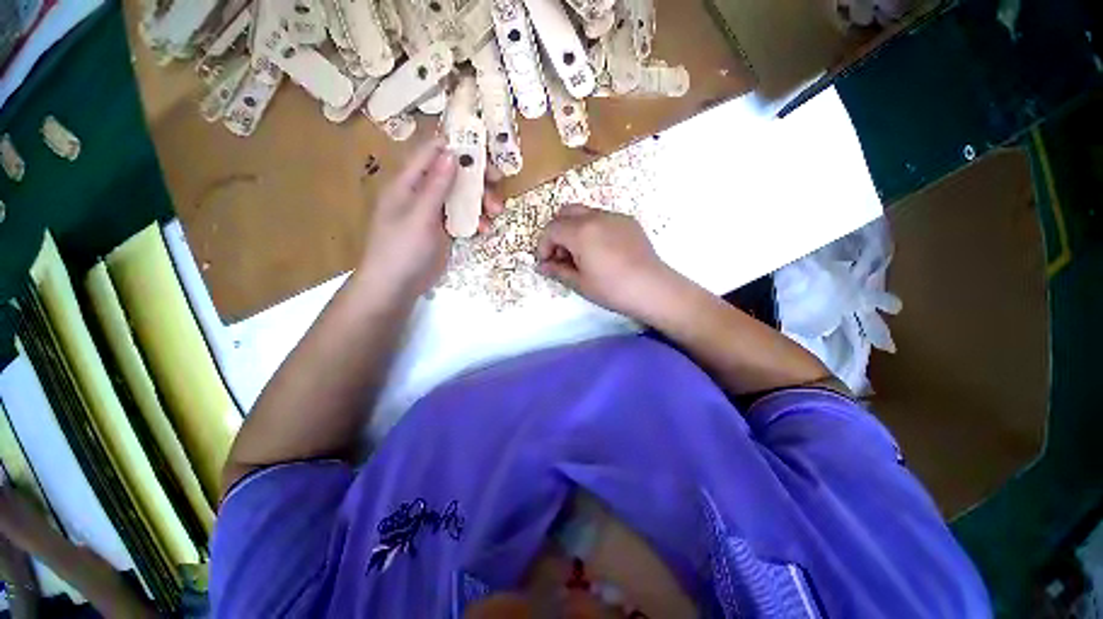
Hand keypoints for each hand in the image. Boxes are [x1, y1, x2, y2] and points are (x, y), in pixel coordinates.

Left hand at [358, 138, 502, 299]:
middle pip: (453, 174)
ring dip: (481, 200)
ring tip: (495, 212)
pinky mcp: (443, 229)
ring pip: (462, 196)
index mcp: (408, 182)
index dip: (456, 146)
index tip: (483, 150)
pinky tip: (485, 229)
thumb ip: (435, 186)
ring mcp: (434, 212)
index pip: (432, 153)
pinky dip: (476, 220)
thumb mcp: (419, 216)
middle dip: (477, 177)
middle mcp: (422, 192)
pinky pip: (463, 217)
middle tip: (498, 182)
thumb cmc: (402, 250)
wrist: (395, 287)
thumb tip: (450, 153)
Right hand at [536, 205, 676, 319]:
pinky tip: (601, 251)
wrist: (652, 288)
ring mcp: (614, 216)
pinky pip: (603, 218)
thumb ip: (557, 270)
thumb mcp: (580, 283)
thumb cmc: (612, 289)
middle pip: (565, 213)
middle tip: (561, 255)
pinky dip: (593, 229)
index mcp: (581, 231)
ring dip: (574, 229)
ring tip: (581, 254)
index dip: (543, 245)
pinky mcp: (628, 221)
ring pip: (585, 213)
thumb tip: (542, 266)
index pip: (551, 229)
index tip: (546, 263)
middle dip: (557, 232)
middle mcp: (596, 217)